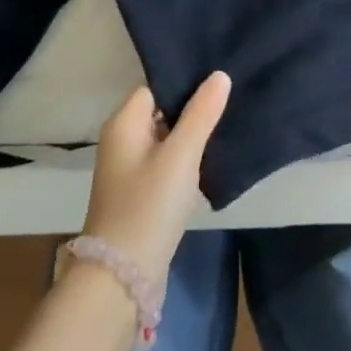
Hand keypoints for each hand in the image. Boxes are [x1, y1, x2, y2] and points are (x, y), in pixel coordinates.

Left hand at [77, 72, 230, 282]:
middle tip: (229, 99)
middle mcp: (121, 140)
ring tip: (226, 123)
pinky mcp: (139, 192)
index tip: (217, 79)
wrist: (123, 275)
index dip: (184, 81)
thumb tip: (219, 75)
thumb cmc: (149, 205)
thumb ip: (201, 113)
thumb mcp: (181, 155)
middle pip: (161, 111)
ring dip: (190, 134)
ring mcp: (129, 168)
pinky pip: (165, 161)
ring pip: (165, 137)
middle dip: (191, 107)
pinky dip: (184, 158)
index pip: (155, 87)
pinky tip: (209, 158)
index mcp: (124, 123)